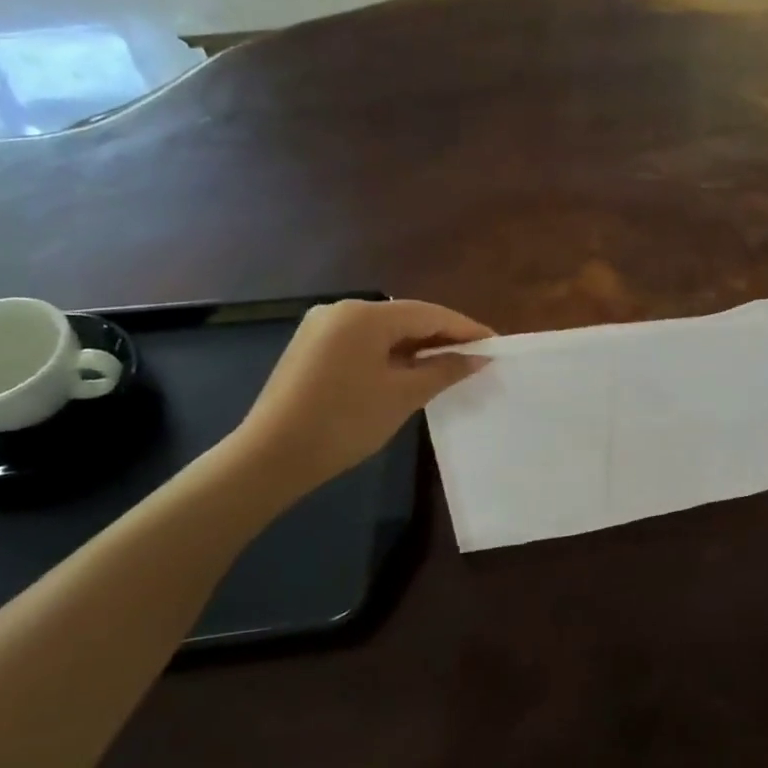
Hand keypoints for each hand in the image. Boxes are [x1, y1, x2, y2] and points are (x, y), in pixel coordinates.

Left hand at [229, 298, 492, 498]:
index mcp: (365, 315)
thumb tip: (478, 357)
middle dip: (442, 337)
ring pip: (385, 331)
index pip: (430, 314)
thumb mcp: (403, 396)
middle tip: (476, 358)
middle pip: (406, 318)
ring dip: (417, 347)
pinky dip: (391, 354)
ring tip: (448, 367)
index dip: (466, 329)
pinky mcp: (312, 347)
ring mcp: (322, 327)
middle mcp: (342, 310)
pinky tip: (409, 372)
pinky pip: (364, 342)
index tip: (496, 345)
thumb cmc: (345, 422)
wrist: (271, 457)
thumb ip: (445, 369)